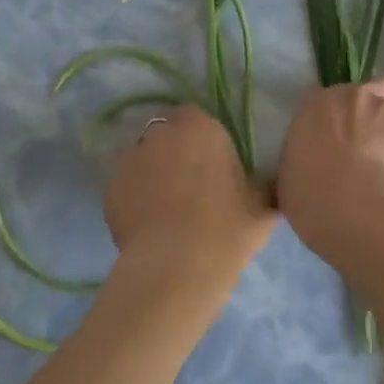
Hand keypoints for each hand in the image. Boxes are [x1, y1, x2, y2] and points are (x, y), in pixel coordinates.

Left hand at [104, 106, 276, 281]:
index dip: (201, 136)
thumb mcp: (264, 207)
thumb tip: (272, 182)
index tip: (212, 161)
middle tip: (190, 183)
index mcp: (200, 128)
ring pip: (142, 158)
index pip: (195, 116)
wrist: (176, 267)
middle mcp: (161, 135)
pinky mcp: (110, 189)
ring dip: (152, 171)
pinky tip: (148, 223)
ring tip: (166, 205)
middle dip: (174, 150)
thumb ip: (266, 185)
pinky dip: (134, 197)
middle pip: (165, 133)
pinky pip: (125, 186)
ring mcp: (130, 161)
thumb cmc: (227, 230)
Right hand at [278, 80, 383, 263]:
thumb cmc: (308, 188)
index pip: (329, 100)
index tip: (337, 139)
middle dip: (371, 114)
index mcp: (316, 103)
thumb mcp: (290, 173)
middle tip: (367, 144)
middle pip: (371, 93)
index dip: (337, 118)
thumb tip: (306, 169)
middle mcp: (354, 95)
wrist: (349, 199)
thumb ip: (303, 160)